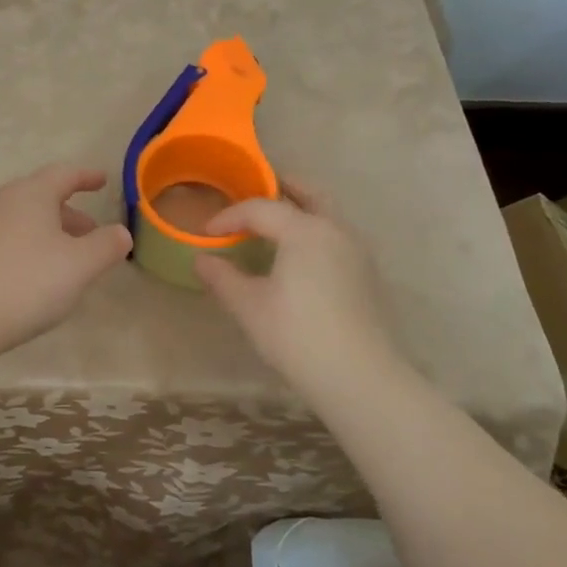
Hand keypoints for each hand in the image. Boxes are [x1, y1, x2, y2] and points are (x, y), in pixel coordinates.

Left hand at [0, 164, 132, 356]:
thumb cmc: (28, 281)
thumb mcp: (81, 265)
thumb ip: (107, 245)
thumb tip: (121, 233)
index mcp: (31, 193)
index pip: (64, 174)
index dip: (86, 177)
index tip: (103, 181)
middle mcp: (2, 201)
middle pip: (41, 197)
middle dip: (69, 212)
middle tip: (91, 233)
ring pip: (22, 220)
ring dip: (48, 232)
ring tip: (67, 258)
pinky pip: (5, 239)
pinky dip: (27, 247)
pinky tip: (35, 275)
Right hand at [194, 184, 403, 402]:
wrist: (360, 378)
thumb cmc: (297, 335)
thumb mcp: (249, 306)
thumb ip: (222, 277)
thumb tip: (200, 259)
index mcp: (305, 230)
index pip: (260, 209)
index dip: (229, 217)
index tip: (206, 233)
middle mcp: (335, 230)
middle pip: (308, 194)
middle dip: (280, 188)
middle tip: (254, 189)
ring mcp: (357, 252)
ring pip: (326, 214)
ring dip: (300, 209)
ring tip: (273, 223)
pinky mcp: (366, 275)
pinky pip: (335, 236)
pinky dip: (313, 231)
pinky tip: (297, 256)